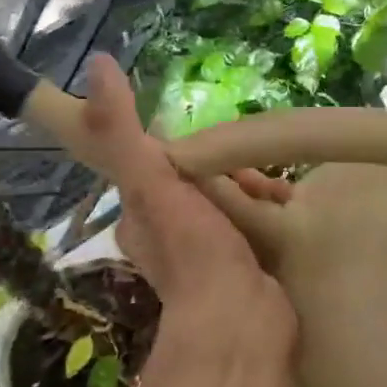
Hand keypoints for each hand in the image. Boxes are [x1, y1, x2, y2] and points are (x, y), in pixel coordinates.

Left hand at [77, 56, 296, 386]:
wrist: (239, 322)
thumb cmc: (192, 250)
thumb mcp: (152, 180)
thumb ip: (122, 129)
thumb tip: (99, 64)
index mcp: (143, 212)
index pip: (167, 160)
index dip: (197, 150)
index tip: (223, 150)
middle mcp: (171, 232)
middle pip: (207, 179)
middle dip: (235, 170)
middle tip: (257, 178)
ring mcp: (209, 252)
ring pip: (235, 200)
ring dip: (258, 191)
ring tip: (280, 196)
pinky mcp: (244, 266)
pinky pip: (257, 224)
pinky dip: (272, 214)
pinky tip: (288, 212)